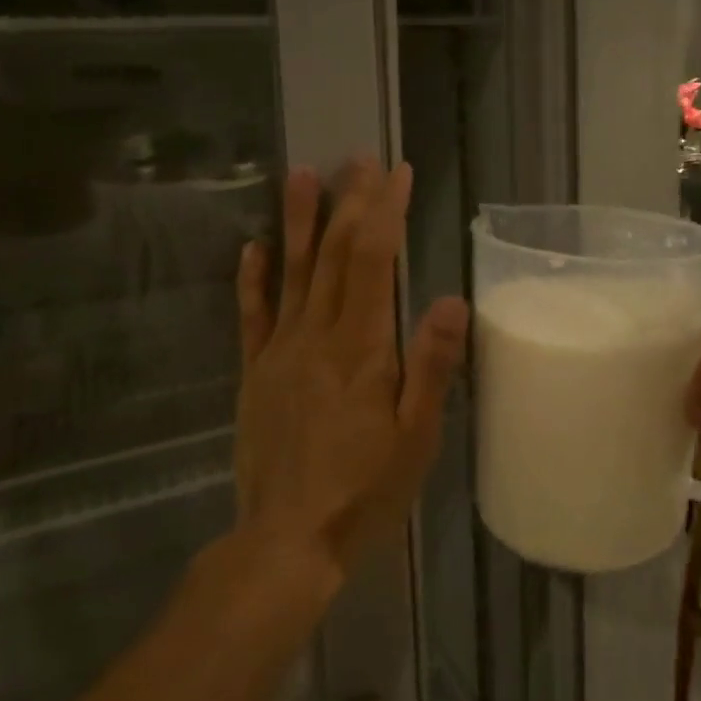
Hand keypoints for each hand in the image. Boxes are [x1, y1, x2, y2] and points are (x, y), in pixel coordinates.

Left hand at [234, 159, 468, 576]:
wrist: (286, 541)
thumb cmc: (365, 490)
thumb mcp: (417, 437)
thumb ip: (431, 366)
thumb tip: (449, 300)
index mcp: (361, 348)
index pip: (373, 260)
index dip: (384, 211)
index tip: (395, 173)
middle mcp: (316, 336)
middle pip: (334, 254)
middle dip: (350, 202)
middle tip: (359, 159)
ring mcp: (279, 352)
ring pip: (291, 272)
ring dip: (298, 220)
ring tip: (301, 175)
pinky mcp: (255, 374)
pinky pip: (252, 316)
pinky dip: (253, 278)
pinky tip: (254, 246)